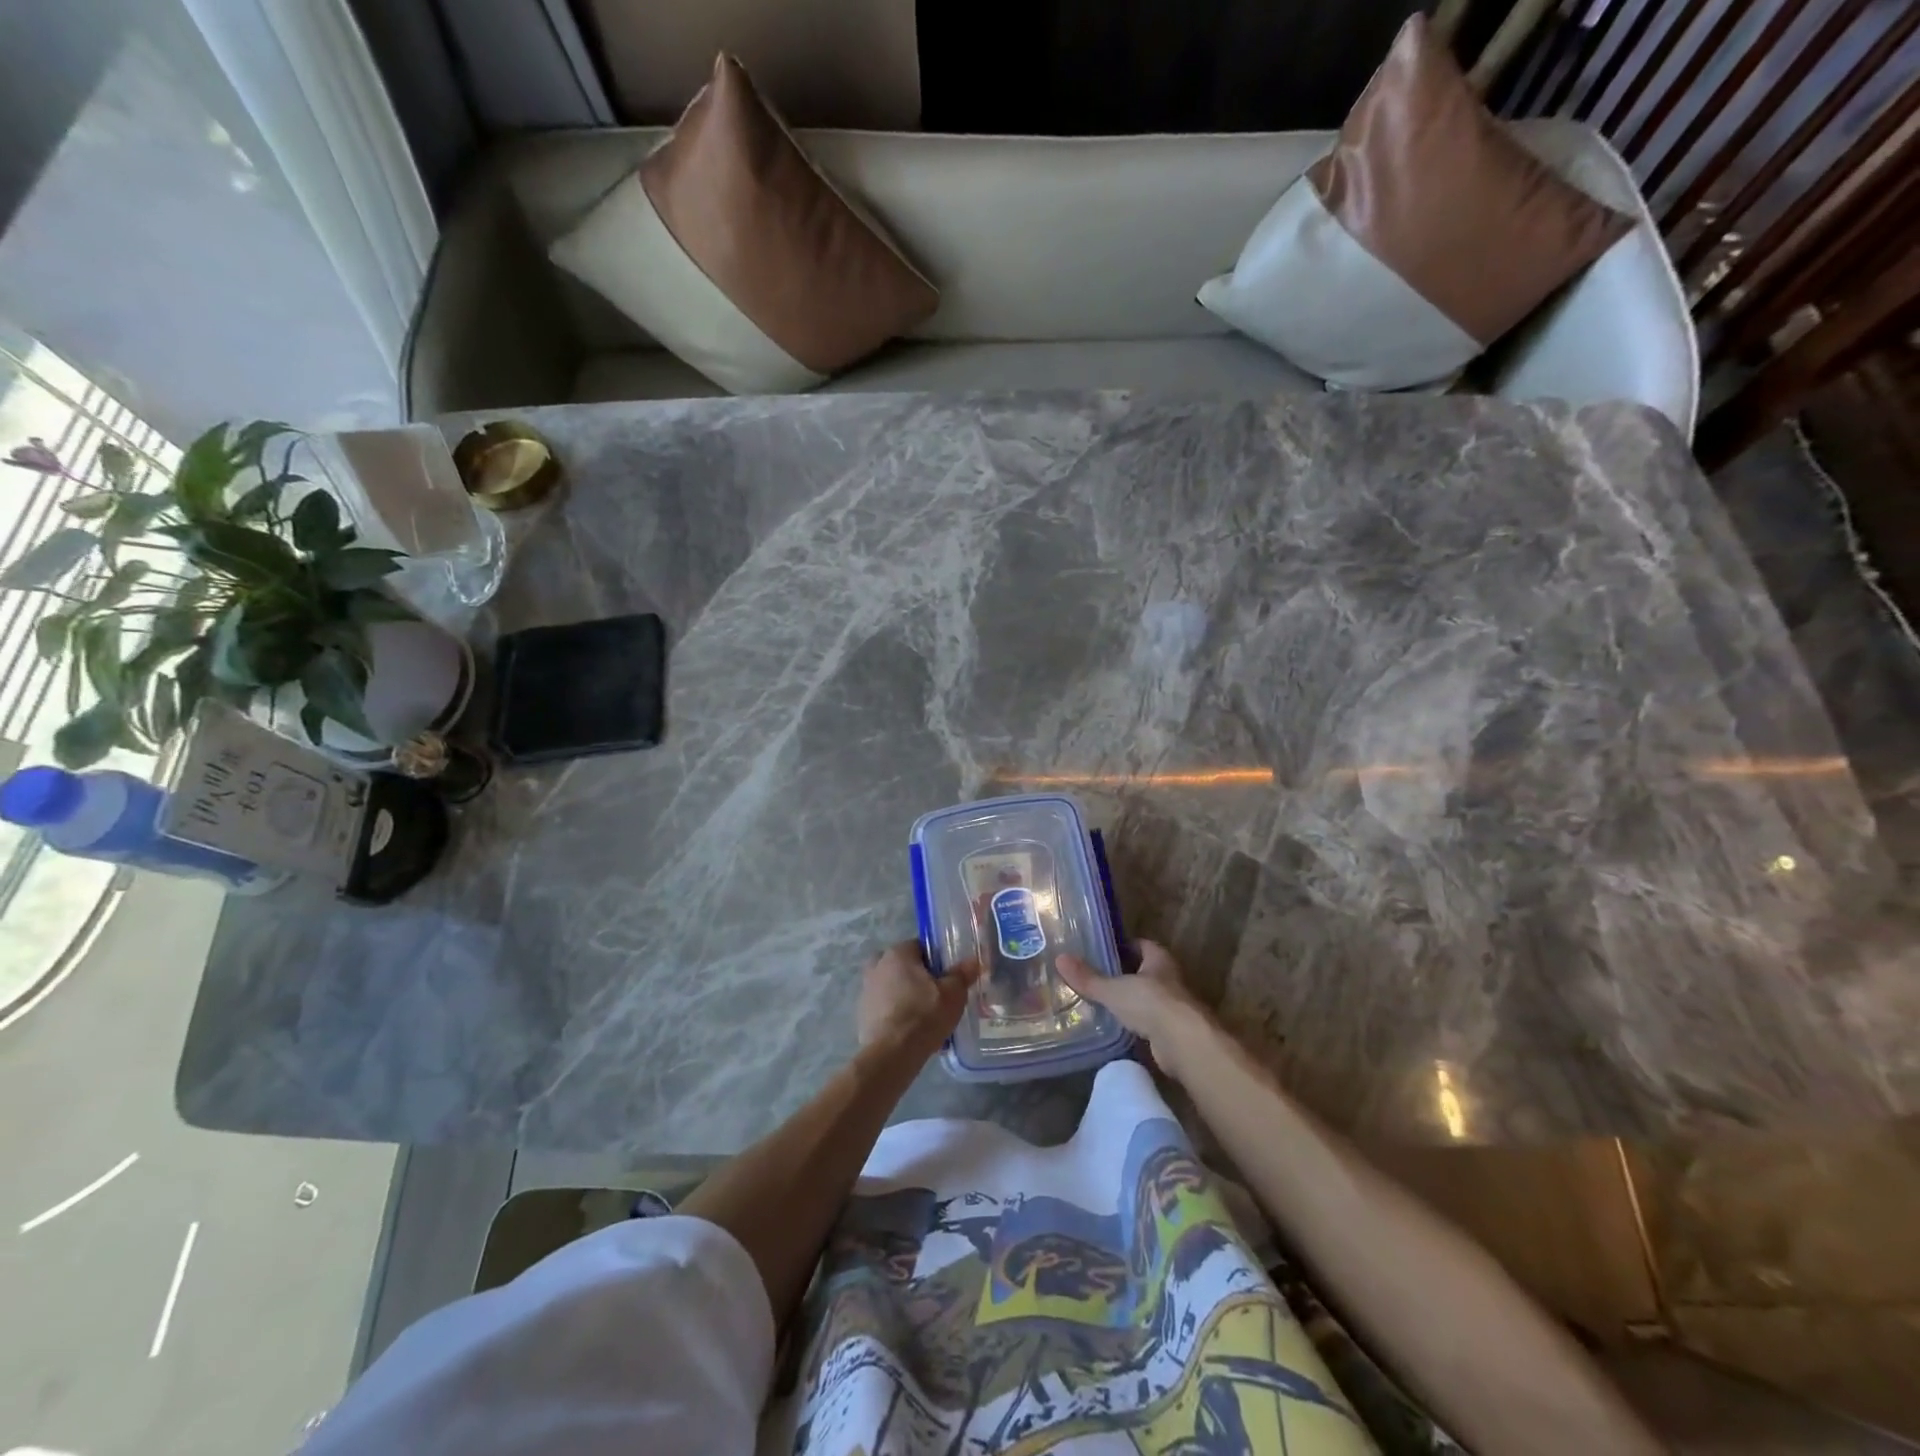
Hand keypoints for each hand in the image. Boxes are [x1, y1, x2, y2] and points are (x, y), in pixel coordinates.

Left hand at [857, 941, 980, 1063]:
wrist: (892, 1054)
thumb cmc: (924, 1015)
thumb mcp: (953, 994)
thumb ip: (962, 974)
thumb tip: (973, 961)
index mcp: (898, 953)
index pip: (921, 947)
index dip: (937, 961)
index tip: (948, 978)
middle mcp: (877, 965)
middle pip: (905, 967)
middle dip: (920, 979)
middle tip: (938, 997)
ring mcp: (866, 990)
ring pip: (894, 987)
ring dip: (907, 996)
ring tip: (927, 1018)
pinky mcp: (862, 1014)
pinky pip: (886, 1007)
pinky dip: (897, 1014)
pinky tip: (912, 1031)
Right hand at [1058, 940, 1213, 1081]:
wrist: (1183, 1043)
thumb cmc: (1150, 1003)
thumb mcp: (1113, 989)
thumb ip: (1088, 978)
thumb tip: (1060, 959)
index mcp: (1159, 960)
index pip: (1142, 945)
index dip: (1125, 946)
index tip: (1103, 950)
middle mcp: (1169, 980)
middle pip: (1145, 972)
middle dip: (1125, 974)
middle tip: (1097, 976)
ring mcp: (1172, 1007)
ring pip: (1147, 999)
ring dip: (1130, 1001)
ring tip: (1101, 1002)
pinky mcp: (1171, 1033)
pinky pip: (1148, 1023)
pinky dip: (1135, 1025)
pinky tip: (1116, 1028)